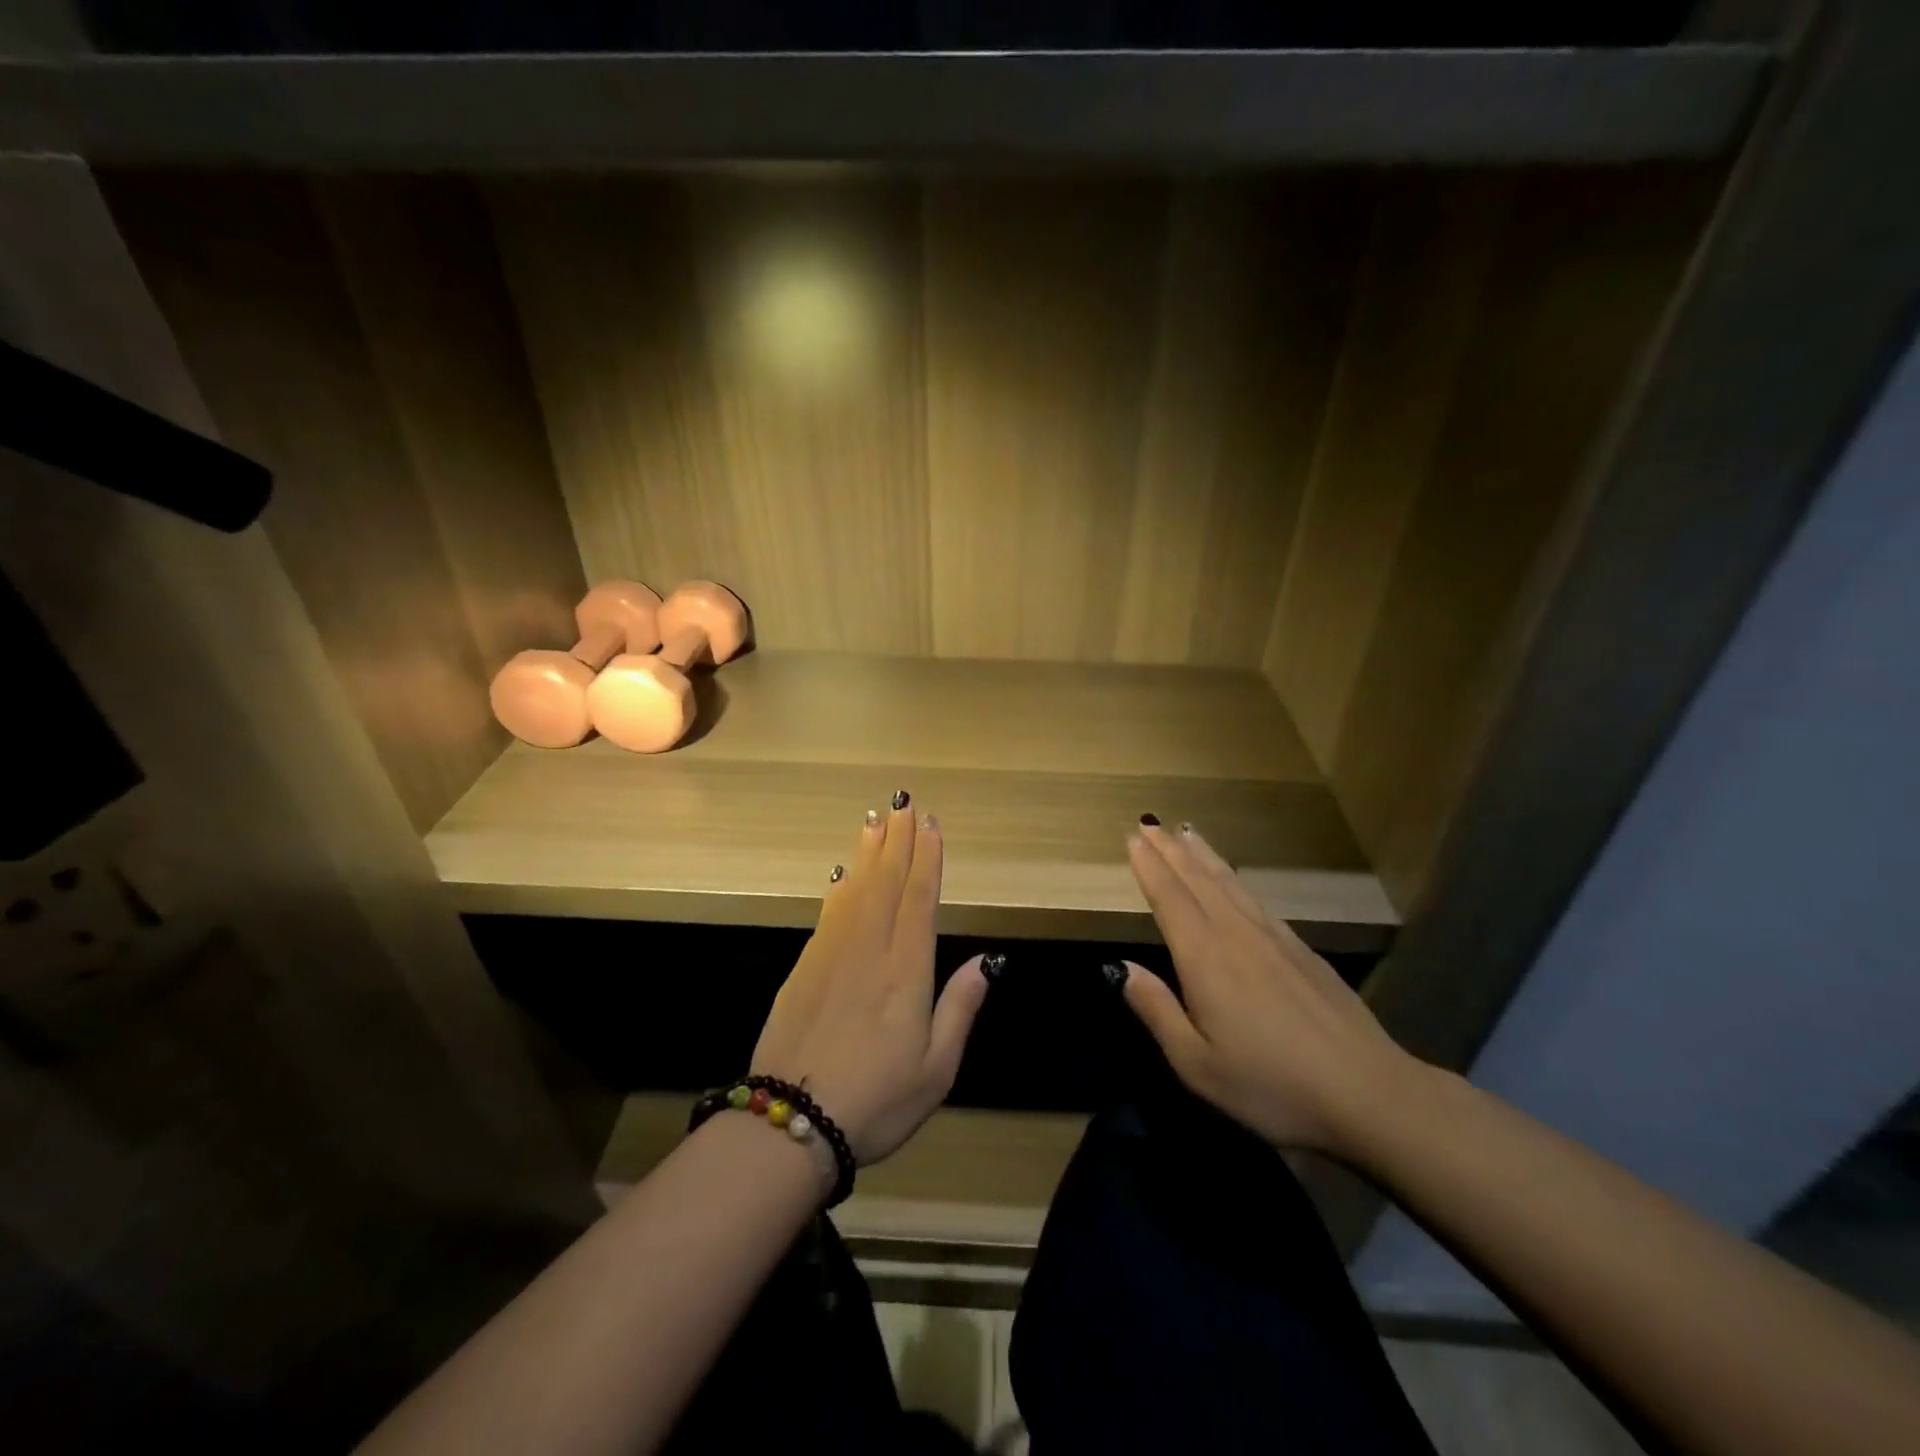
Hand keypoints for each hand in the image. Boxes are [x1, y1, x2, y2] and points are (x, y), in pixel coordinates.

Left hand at [751, 797, 993, 1164]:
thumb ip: (959, 1008)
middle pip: (887, 882)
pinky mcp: (804, 967)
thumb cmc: (876, 1100)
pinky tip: (844, 874)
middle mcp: (870, 949)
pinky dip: (840, 886)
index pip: (919, 899)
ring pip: (856, 889)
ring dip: (868, 852)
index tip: (931, 825)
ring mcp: (832, 954)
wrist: (790, 1121)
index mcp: (906, 970)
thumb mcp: (936, 1068)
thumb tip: (986, 961)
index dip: (927, 858)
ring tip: (875, 820)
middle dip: (898, 841)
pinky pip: (829, 912)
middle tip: (904, 804)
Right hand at [1119, 822, 1421, 1156]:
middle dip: (1170, 850)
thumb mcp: (1197, 1064)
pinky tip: (1233, 880)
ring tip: (1186, 832)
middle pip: (1198, 881)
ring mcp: (1273, 939)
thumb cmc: (1272, 1085)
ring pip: (1229, 884)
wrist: (1369, 1092)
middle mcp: (1236, 935)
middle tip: (1150, 824)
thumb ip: (1157, 1010)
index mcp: (1205, 959)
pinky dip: (1235, 879)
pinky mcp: (1301, 951)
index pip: (1170, 899)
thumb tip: (1121, 968)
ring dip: (1203, 856)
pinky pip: (1256, 899)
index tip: (1132, 837)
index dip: (1149, 867)